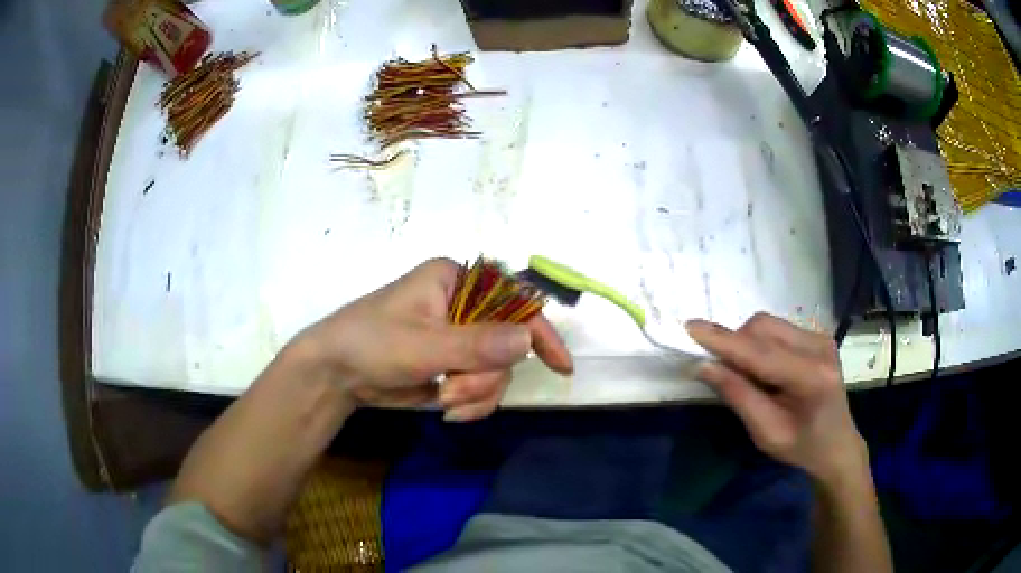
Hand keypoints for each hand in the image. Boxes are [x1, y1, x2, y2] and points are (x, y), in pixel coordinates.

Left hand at [294, 258, 573, 420]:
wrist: (335, 374)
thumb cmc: (371, 343)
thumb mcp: (422, 345)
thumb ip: (476, 344)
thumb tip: (527, 338)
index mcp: (456, 281)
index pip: (512, 299)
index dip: (539, 330)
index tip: (560, 365)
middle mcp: (463, 305)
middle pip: (507, 344)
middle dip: (485, 377)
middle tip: (454, 394)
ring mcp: (459, 337)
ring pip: (496, 370)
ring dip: (475, 393)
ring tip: (445, 403)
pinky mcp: (452, 364)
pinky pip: (481, 386)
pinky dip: (470, 402)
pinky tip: (447, 410)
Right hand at [686, 313, 866, 483]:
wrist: (837, 444)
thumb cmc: (802, 447)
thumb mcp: (766, 433)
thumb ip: (738, 396)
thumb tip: (704, 365)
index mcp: (811, 377)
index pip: (760, 352)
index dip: (724, 341)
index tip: (690, 327)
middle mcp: (819, 347)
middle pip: (763, 328)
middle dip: (735, 344)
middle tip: (724, 374)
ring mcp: (821, 337)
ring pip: (768, 324)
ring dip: (747, 344)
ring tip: (750, 376)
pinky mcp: (817, 336)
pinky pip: (777, 329)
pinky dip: (760, 345)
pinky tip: (766, 370)